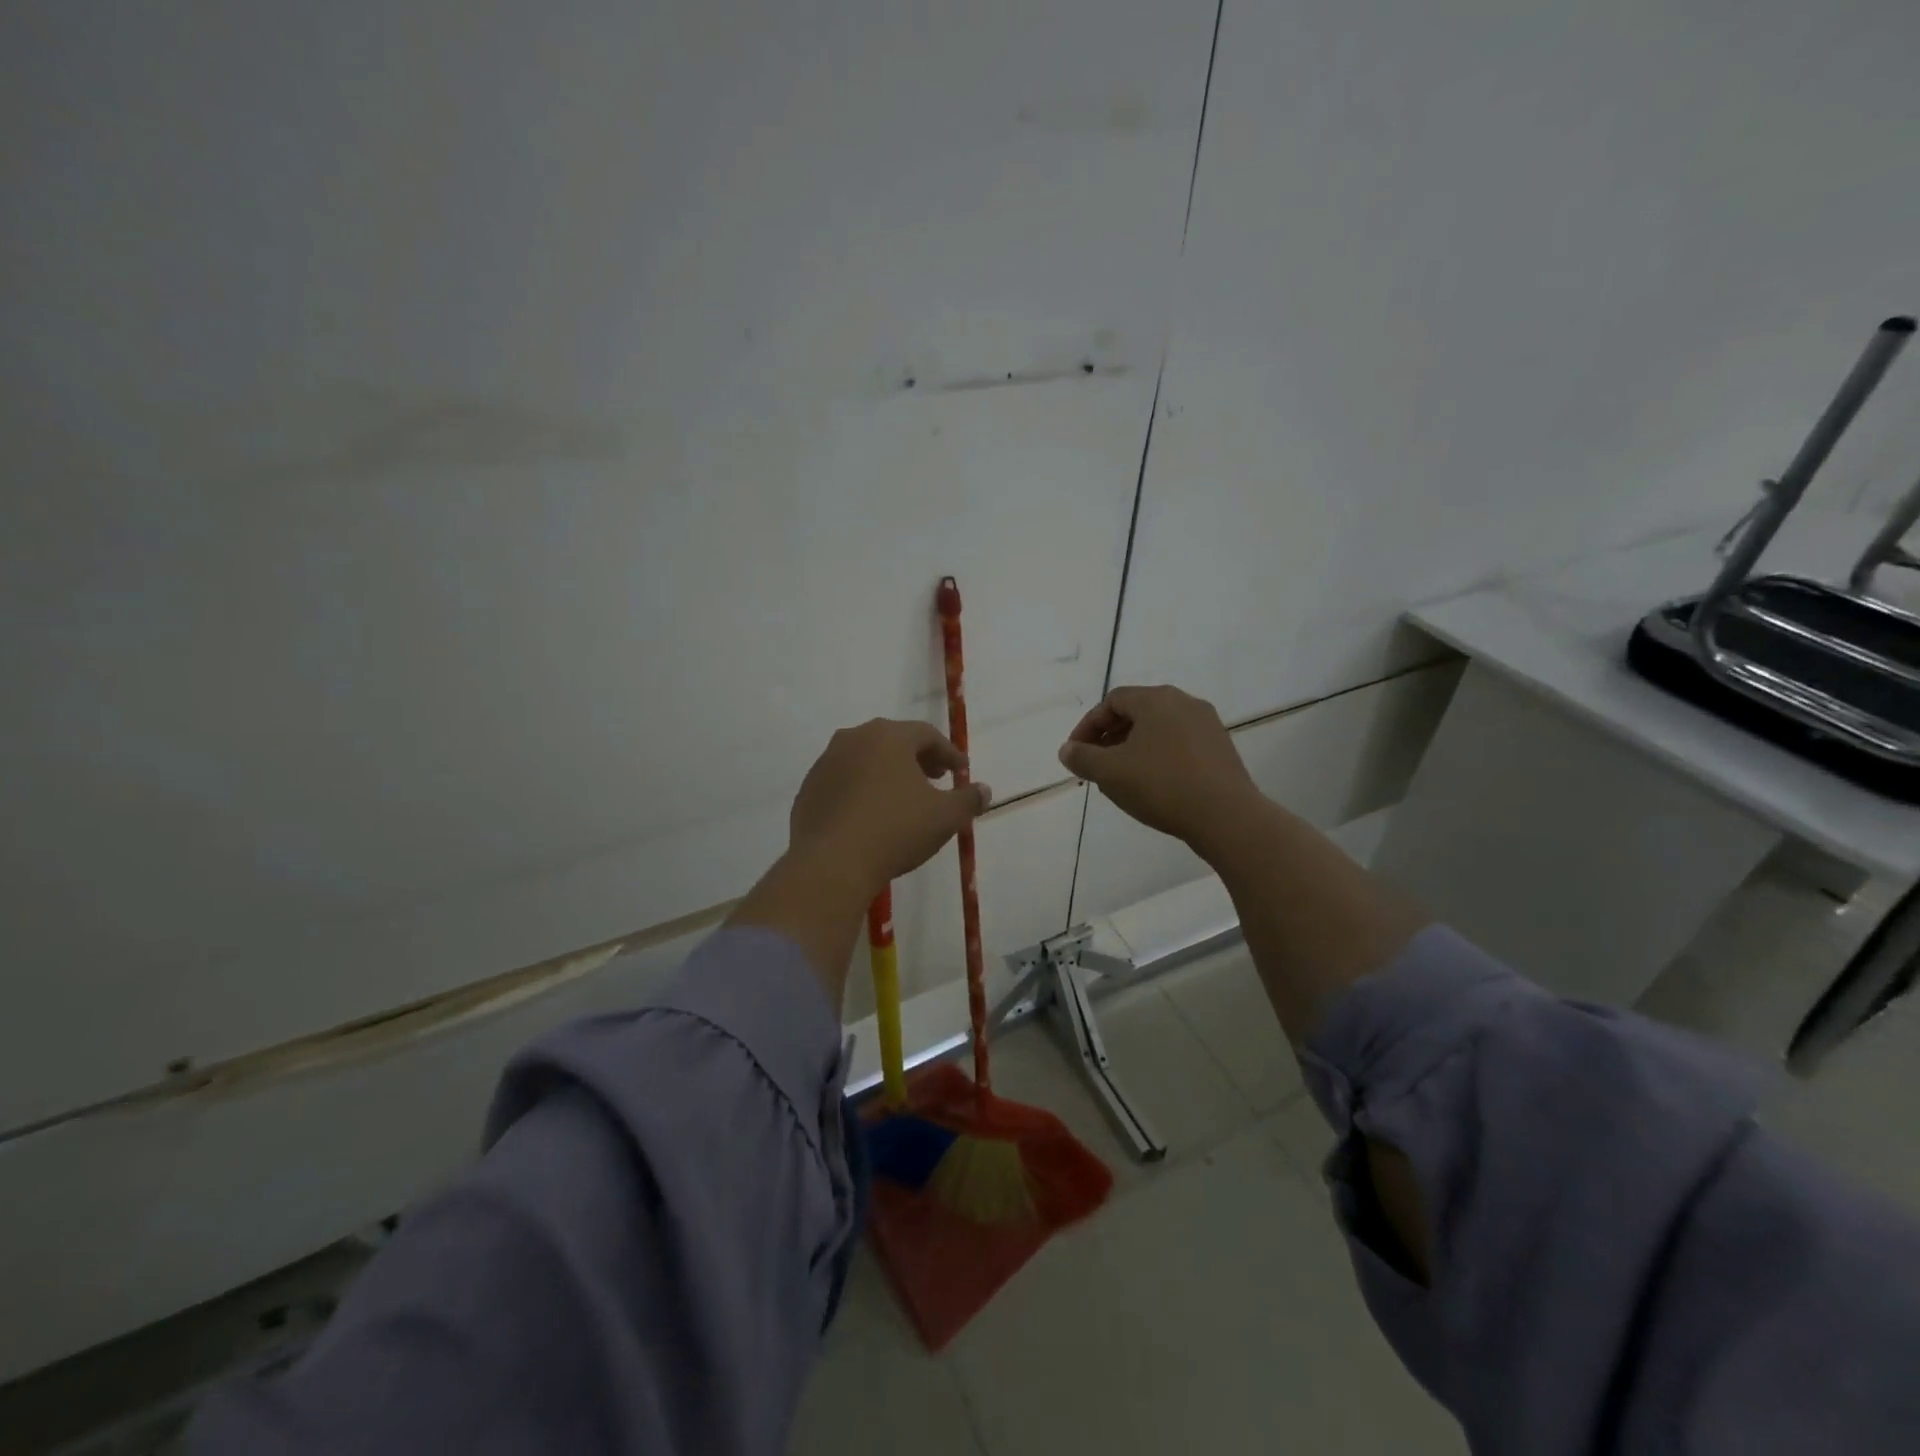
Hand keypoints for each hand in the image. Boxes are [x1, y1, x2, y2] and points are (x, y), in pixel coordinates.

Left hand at [788, 718, 991, 895]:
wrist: (831, 863)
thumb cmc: (895, 830)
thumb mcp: (945, 817)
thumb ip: (968, 799)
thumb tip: (984, 790)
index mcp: (887, 736)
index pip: (926, 735)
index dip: (948, 753)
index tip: (961, 771)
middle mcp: (853, 739)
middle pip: (893, 742)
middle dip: (918, 759)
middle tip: (935, 779)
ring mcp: (825, 763)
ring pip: (865, 760)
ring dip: (887, 774)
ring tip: (903, 799)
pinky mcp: (808, 790)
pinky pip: (843, 782)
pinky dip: (862, 791)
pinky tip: (871, 816)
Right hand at [1058, 685, 1258, 850]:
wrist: (1227, 817)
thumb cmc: (1162, 786)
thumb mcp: (1110, 773)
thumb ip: (1083, 757)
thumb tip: (1067, 749)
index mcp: (1157, 700)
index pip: (1112, 701)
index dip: (1088, 725)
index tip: (1076, 752)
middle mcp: (1185, 703)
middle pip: (1137, 712)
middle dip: (1110, 736)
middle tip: (1095, 764)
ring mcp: (1208, 725)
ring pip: (1159, 729)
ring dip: (1133, 748)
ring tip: (1121, 777)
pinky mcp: (1221, 749)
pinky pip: (1179, 744)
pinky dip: (1158, 757)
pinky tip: (1153, 785)